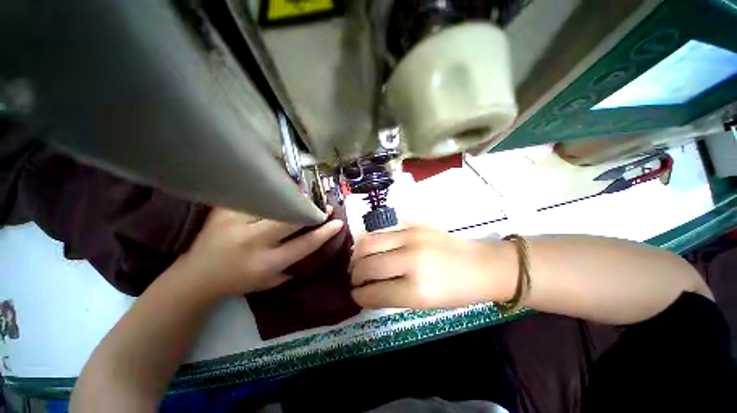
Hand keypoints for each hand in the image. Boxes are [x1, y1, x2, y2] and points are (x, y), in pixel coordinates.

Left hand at [177, 207, 343, 297]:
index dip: (324, 232)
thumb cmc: (237, 282)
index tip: (338, 222)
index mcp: (267, 263)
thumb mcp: (268, 282)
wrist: (196, 277)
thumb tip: (312, 246)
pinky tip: (281, 189)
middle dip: (312, 211)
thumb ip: (291, 268)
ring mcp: (237, 224)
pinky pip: (254, 196)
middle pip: (292, 219)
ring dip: (294, 199)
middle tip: (323, 205)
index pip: (304, 244)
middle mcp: (254, 242)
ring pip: (274, 204)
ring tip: (306, 195)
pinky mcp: (225, 211)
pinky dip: (271, 192)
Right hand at [350, 225, 514, 308]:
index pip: (374, 292)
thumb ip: (392, 297)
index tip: (354, 294)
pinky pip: (382, 232)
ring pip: (369, 242)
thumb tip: (367, 292)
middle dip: (355, 275)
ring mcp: (411, 237)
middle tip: (354, 280)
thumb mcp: (425, 304)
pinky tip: (371, 249)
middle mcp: (410, 260)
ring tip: (357, 263)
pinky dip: (371, 242)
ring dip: (358, 255)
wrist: (482, 264)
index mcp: (416, 289)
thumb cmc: (457, 292)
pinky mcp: (413, 226)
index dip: (359, 295)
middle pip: (368, 266)